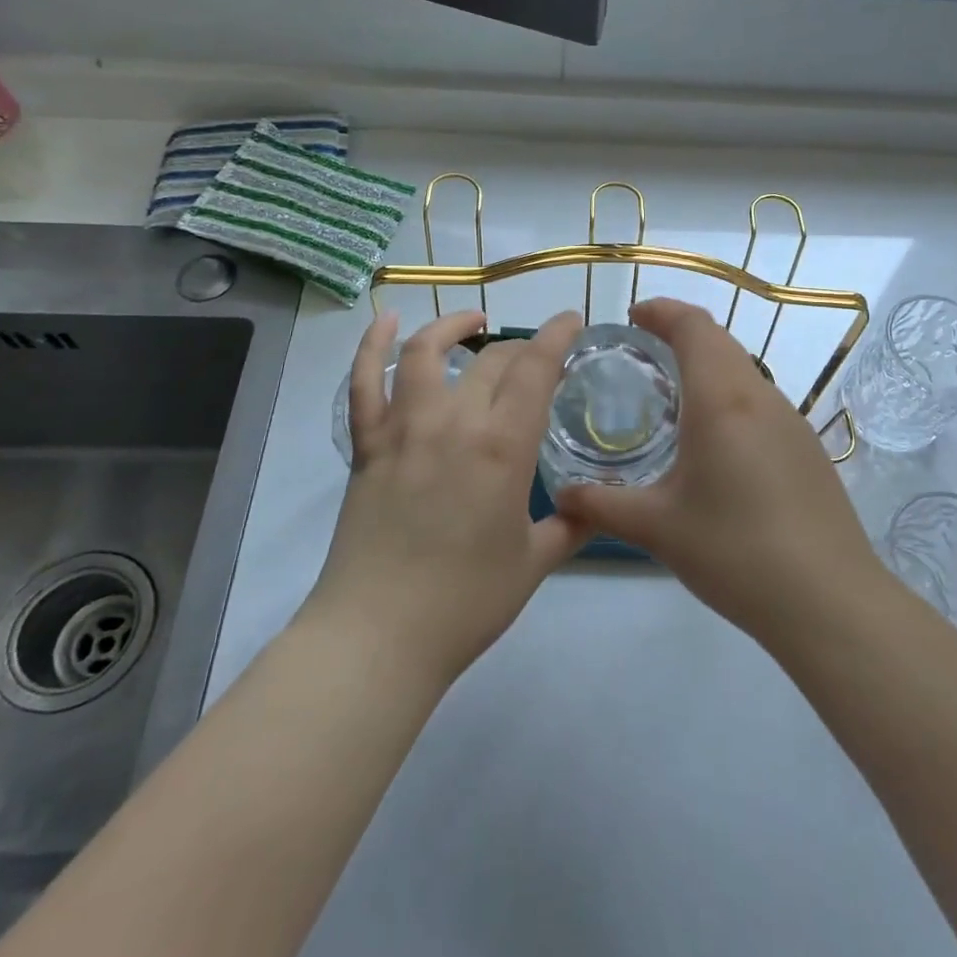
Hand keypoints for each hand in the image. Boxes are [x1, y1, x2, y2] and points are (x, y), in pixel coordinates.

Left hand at [306, 308, 592, 684]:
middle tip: (535, 362)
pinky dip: (372, 345)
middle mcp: (454, 421)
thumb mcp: (534, 563)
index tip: (572, 321)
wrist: (379, 635)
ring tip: (473, 322)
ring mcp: (404, 429)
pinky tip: (385, 321)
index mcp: (502, 446)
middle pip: (491, 360)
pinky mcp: (367, 445)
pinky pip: (364, 382)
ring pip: (425, 353)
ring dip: (452, 326)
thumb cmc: (465, 601)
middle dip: (520, 349)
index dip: (557, 335)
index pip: (535, 367)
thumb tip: (591, 507)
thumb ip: (571, 526)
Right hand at [553, 298, 883, 645]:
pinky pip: (760, 401)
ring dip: (707, 365)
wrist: (829, 601)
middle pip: (720, 341)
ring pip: (743, 370)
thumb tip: (561, 497)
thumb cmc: (736, 552)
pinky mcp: (807, 449)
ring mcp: (791, 422)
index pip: (695, 326)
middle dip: (680, 332)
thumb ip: (602, 506)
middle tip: (642, 350)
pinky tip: (713, 441)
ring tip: (672, 393)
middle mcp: (761, 397)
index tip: (632, 317)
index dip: (662, 311)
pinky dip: (729, 395)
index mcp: (723, 400)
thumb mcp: (658, 528)